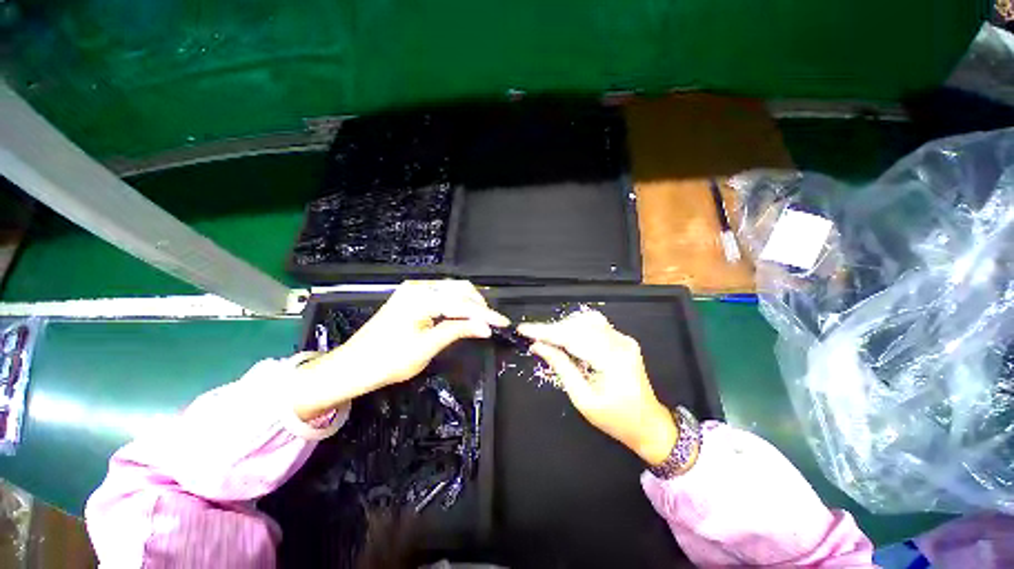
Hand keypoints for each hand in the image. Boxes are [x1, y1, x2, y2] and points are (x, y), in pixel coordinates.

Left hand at [292, 280, 508, 420]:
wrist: (353, 366)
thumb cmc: (388, 361)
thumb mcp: (427, 347)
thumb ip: (458, 331)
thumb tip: (486, 327)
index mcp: (421, 298)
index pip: (462, 303)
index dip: (486, 314)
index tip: (504, 324)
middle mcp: (418, 286)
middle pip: (460, 288)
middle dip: (480, 305)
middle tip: (492, 323)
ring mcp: (414, 289)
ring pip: (453, 289)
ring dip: (469, 303)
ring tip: (482, 320)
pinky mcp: (412, 296)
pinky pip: (442, 294)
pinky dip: (457, 303)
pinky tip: (464, 315)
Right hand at [518, 311, 677, 464]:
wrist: (649, 424)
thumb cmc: (616, 419)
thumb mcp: (583, 399)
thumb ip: (560, 367)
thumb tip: (538, 346)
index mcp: (612, 359)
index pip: (572, 337)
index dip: (545, 331)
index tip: (524, 329)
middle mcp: (620, 342)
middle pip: (578, 324)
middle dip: (552, 329)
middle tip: (533, 338)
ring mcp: (623, 338)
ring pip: (585, 321)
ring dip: (563, 327)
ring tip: (548, 340)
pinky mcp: (622, 339)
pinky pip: (594, 326)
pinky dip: (575, 329)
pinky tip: (565, 339)